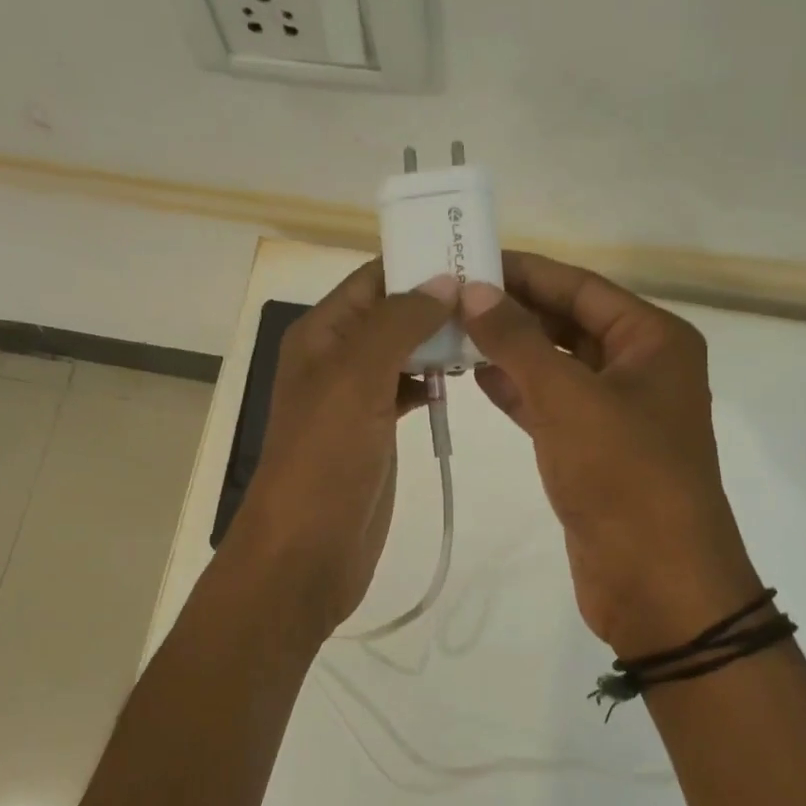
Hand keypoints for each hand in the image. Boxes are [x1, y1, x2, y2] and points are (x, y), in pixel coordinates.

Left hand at [222, 260, 456, 643]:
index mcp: (321, 335)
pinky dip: (434, 378)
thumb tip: (443, 281)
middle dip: (437, 300)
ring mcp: (357, 397)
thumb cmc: (325, 458)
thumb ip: (398, 323)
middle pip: (391, 313)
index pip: (372, 279)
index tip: (473, 255)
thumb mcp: (356, 378)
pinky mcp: (376, 431)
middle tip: (497, 294)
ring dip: (439, 339)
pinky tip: (465, 376)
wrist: (307, 550)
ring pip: (404, 351)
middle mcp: (337, 358)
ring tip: (492, 329)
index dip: (417, 263)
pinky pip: (409, 389)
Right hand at [461, 252, 760, 658]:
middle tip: (449, 296)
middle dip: (513, 310)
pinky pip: (551, 404)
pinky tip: (474, 376)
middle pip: (568, 322)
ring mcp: (617, 411)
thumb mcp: (568, 398)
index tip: (469, 260)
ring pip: (556, 365)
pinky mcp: (594, 450)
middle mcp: (639, 367)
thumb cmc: (624, 475)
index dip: (525, 272)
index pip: (581, 286)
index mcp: (653, 340)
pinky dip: (516, 390)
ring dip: (509, 349)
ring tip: (450, 331)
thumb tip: (476, 291)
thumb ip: (517, 340)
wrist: (656, 583)